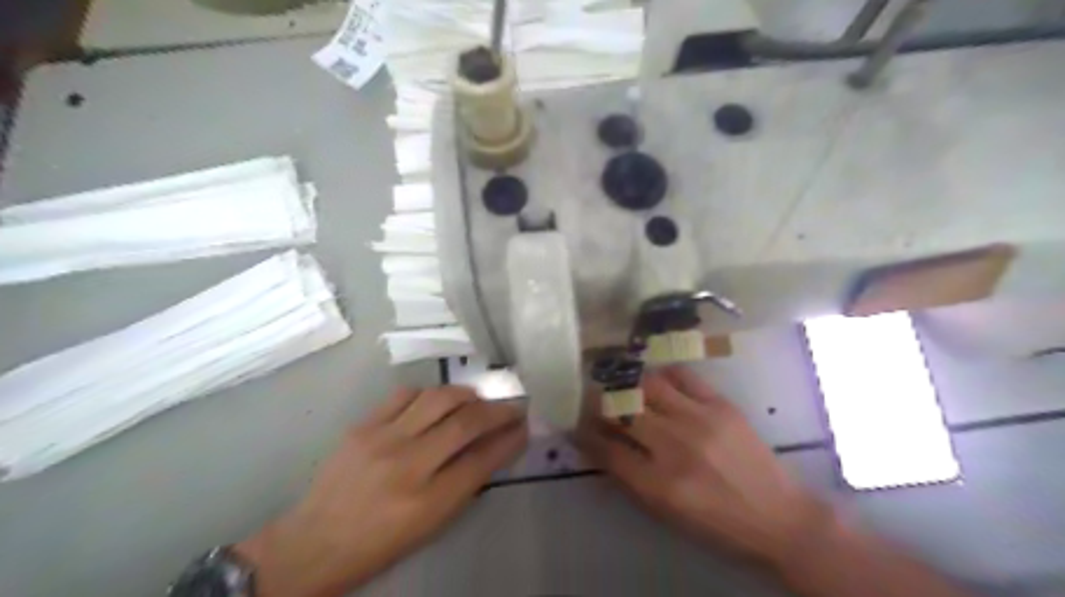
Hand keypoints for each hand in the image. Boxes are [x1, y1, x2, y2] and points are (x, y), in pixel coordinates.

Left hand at [236, 387, 527, 596]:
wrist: (314, 542)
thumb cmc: (380, 543)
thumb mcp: (430, 525)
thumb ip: (465, 484)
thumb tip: (494, 447)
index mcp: (428, 502)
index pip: (482, 460)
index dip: (509, 439)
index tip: (524, 426)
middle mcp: (408, 465)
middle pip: (466, 422)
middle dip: (497, 411)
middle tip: (511, 407)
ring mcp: (382, 440)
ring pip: (439, 398)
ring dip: (467, 394)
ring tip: (477, 399)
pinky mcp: (363, 425)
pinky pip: (405, 394)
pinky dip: (430, 393)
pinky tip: (437, 400)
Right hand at [580, 366, 826, 565]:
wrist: (778, 517)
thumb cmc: (717, 524)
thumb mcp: (666, 513)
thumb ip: (629, 478)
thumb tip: (599, 446)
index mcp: (658, 484)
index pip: (606, 448)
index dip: (585, 433)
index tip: (576, 424)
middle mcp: (674, 447)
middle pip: (621, 411)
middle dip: (599, 403)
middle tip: (592, 399)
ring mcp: (699, 420)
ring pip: (647, 386)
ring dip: (627, 384)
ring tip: (622, 385)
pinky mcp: (721, 405)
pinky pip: (682, 376)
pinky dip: (664, 375)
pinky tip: (658, 382)